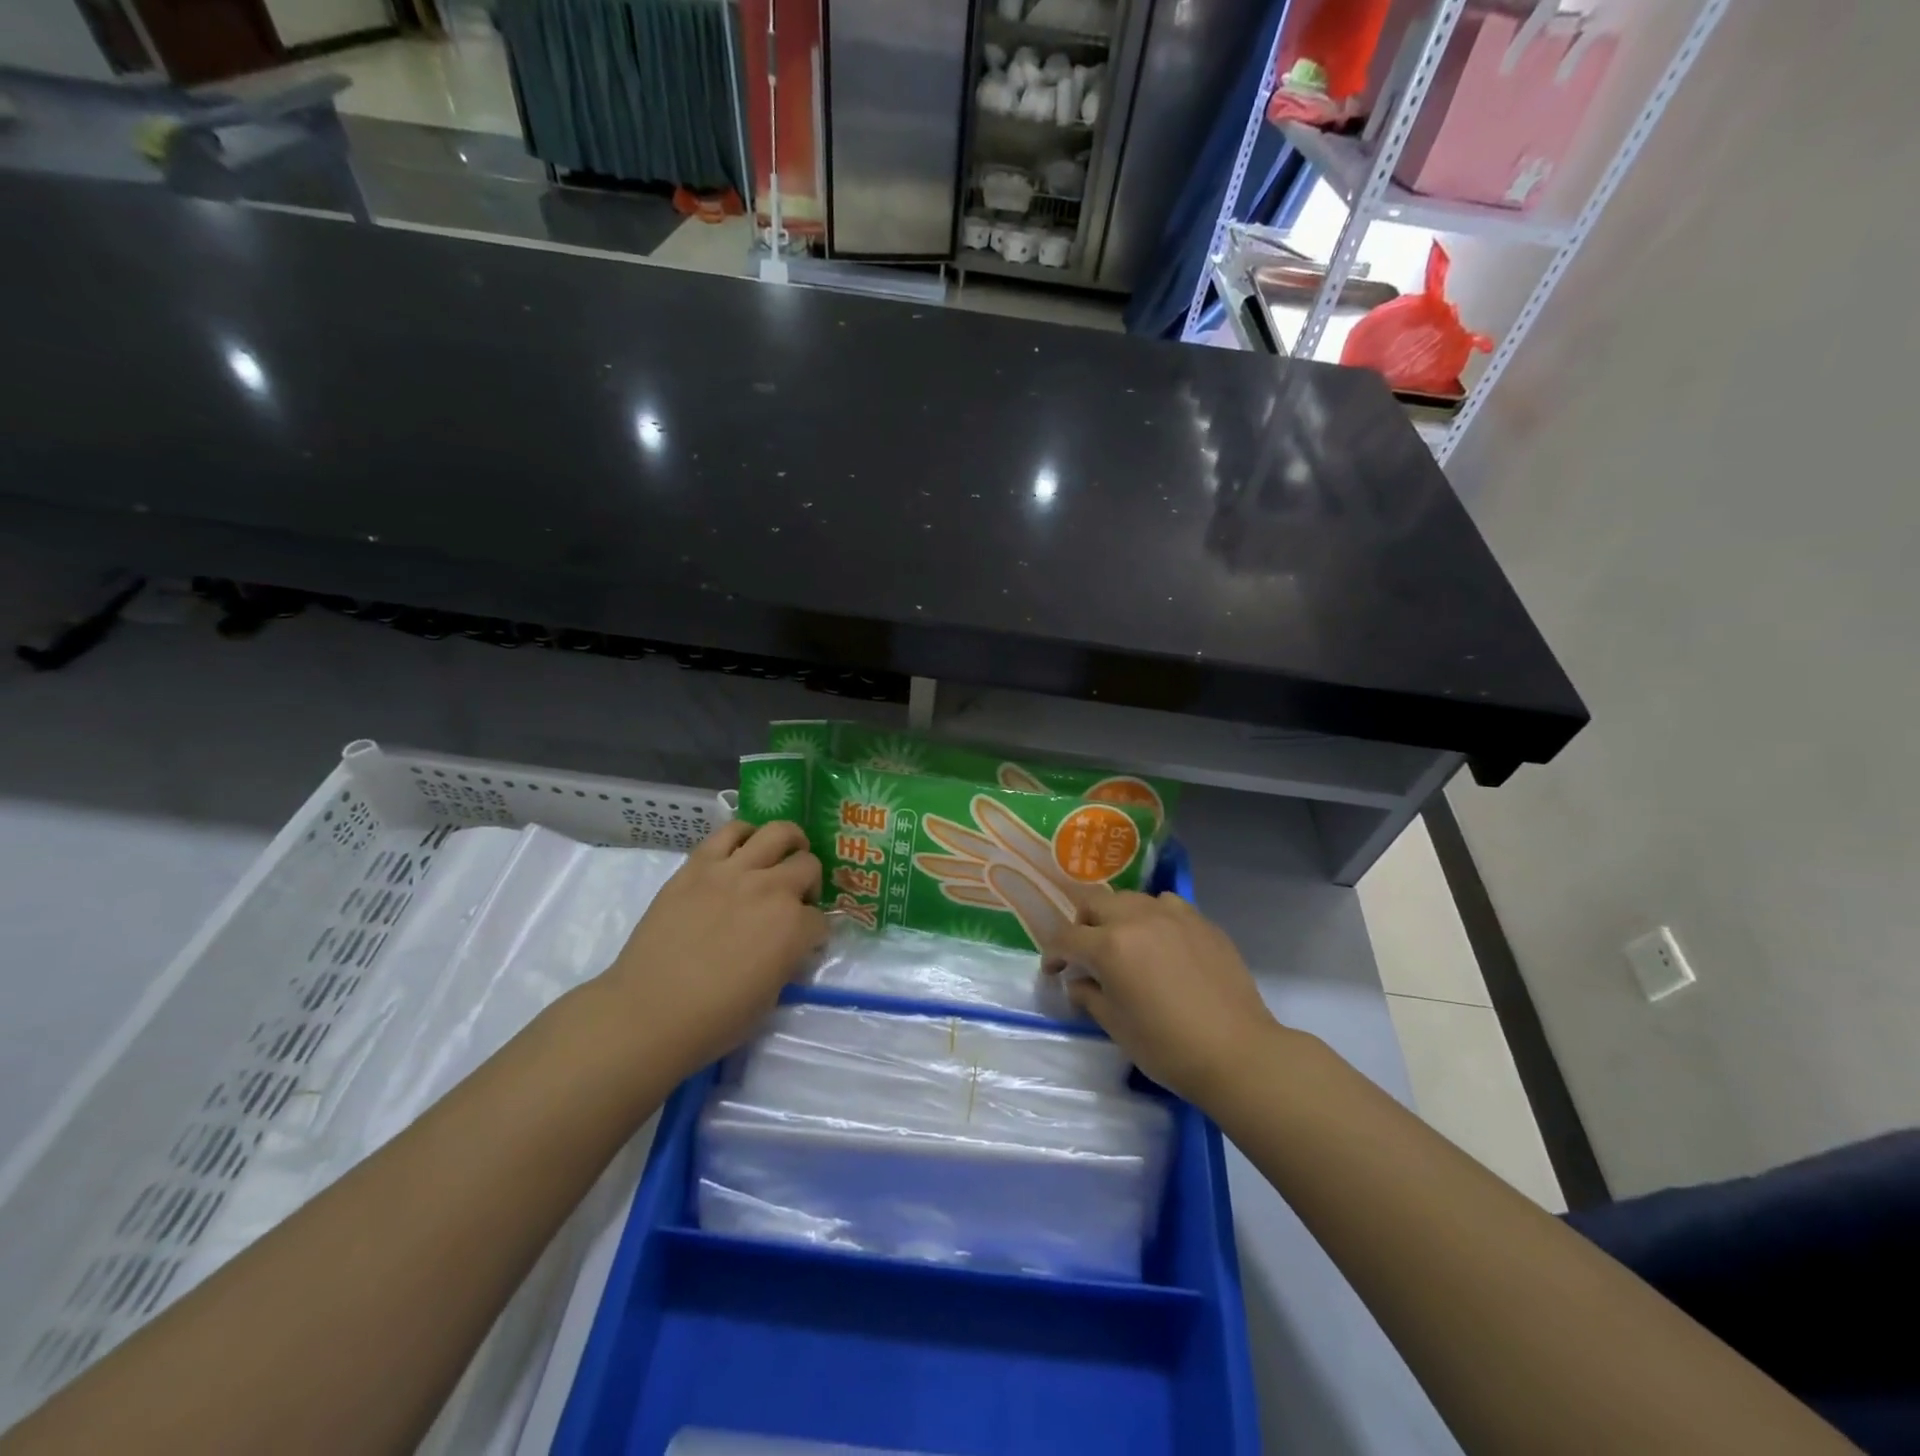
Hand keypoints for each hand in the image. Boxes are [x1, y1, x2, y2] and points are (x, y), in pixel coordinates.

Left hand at [603, 820, 825, 1078]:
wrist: (648, 1012)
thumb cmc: (713, 1020)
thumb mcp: (770, 997)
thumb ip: (787, 960)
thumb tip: (789, 945)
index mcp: (794, 928)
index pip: (820, 920)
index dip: (813, 933)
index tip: (802, 943)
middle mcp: (772, 890)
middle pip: (808, 866)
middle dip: (809, 884)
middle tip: (795, 899)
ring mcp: (734, 871)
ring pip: (778, 833)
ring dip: (789, 844)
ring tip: (781, 856)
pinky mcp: (699, 864)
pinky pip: (731, 832)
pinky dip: (745, 835)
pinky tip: (744, 849)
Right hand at [1041, 891, 1287, 1109]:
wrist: (1237, 1053)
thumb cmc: (1168, 1047)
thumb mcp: (1116, 1026)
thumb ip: (1089, 996)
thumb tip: (1078, 981)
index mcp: (1110, 945)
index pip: (1066, 937)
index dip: (1053, 954)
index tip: (1054, 971)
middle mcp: (1137, 918)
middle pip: (1095, 903)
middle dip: (1082, 925)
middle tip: (1085, 953)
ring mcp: (1173, 915)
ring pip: (1130, 899)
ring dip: (1117, 917)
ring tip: (1123, 943)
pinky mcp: (1201, 922)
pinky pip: (1166, 905)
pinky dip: (1153, 916)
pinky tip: (1160, 941)